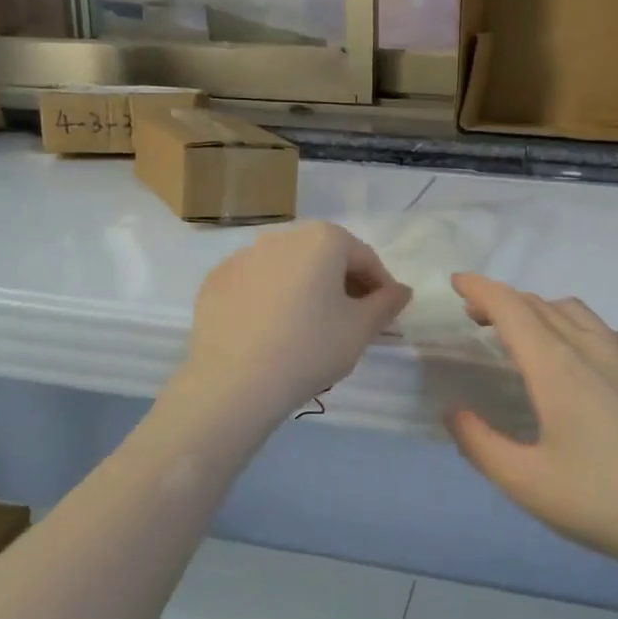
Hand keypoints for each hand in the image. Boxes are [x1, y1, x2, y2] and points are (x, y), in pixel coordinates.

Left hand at [175, 221, 411, 424]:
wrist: (234, 382)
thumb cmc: (310, 348)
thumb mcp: (360, 329)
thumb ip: (386, 304)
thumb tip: (401, 290)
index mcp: (322, 239)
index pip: (364, 258)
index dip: (380, 287)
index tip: (385, 315)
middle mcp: (281, 236)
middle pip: (324, 258)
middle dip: (342, 284)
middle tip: (350, 322)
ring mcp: (242, 256)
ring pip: (288, 269)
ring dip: (305, 290)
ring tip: (309, 328)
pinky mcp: (215, 281)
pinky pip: (255, 285)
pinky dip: (270, 299)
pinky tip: (271, 332)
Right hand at [445, 274, 617, 577]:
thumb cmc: (605, 502)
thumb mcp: (527, 483)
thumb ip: (480, 444)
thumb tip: (454, 412)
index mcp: (556, 368)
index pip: (511, 309)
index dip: (480, 289)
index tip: (457, 281)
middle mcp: (594, 349)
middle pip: (542, 306)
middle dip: (504, 302)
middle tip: (478, 318)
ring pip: (580, 314)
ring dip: (544, 312)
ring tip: (529, 334)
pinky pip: (616, 333)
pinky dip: (588, 330)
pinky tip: (593, 356)